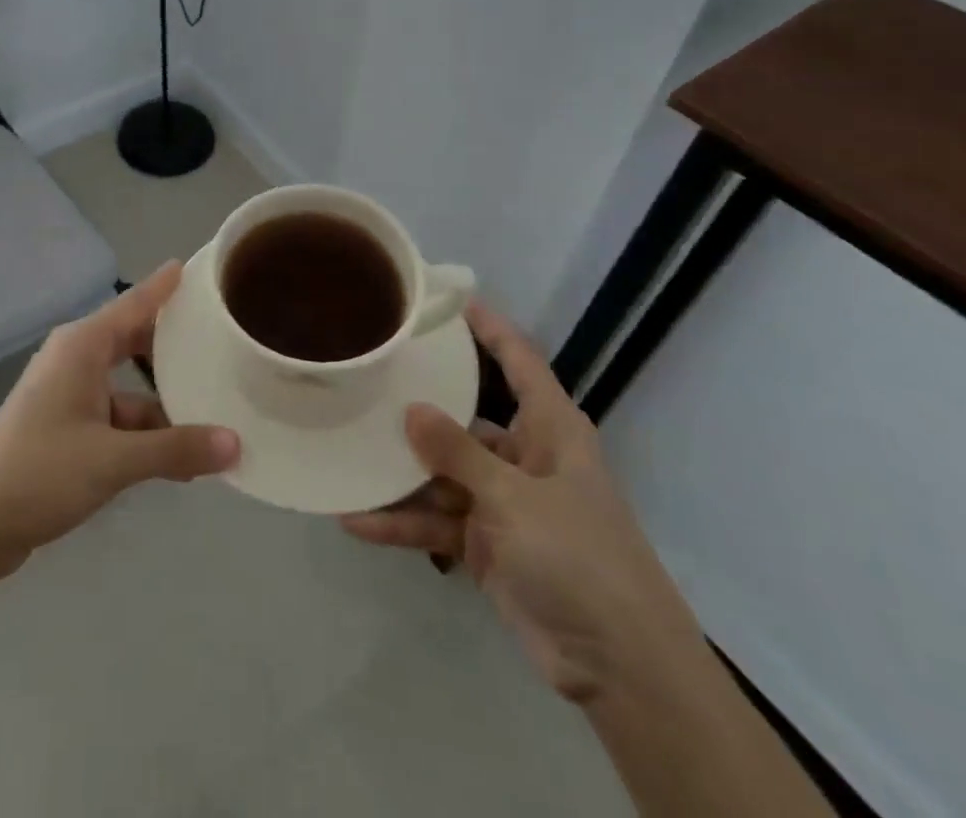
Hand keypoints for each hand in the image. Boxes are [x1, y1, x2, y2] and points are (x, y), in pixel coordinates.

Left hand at [0, 262, 239, 582]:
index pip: (135, 302)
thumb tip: (235, 444)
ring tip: (216, 413)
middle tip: (223, 341)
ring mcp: (69, 395)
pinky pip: (117, 418)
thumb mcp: (113, 460)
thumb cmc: (38, 473)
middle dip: (175, 346)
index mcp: (83, 346)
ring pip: (129, 388)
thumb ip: (175, 450)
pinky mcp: (65, 428)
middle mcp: (76, 360)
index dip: (167, 286)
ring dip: (165, 404)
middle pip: (135, 341)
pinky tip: (179, 459)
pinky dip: (144, 433)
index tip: (201, 268)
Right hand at [341, 303, 702, 704]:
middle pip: (464, 416)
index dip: (488, 327)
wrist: (619, 668)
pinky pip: (436, 520)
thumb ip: (458, 452)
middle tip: (369, 373)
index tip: (447, 298)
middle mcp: (523, 456)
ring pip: (441, 472)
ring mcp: (502, 501)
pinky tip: (357, 520)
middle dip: (419, 401)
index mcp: (549, 430)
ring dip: (399, 472)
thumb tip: (411, 408)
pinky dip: (402, 522)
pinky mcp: (485, 543)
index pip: (519, 360)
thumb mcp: (515, 499)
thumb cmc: (579, 558)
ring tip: (346, 449)